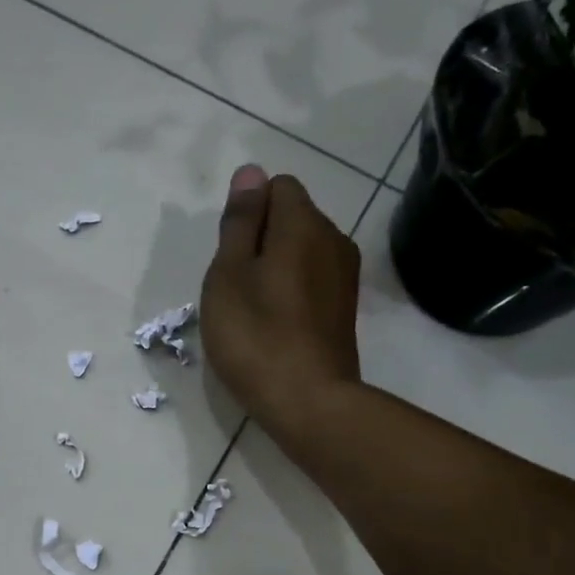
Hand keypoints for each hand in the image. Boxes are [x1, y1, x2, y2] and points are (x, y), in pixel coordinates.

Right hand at [200, 165, 361, 441]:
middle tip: (236, 287)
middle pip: (292, 218)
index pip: (277, 186)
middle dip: (261, 240)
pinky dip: (291, 291)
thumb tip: (251, 173)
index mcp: (304, 224)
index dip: (249, 213)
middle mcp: (334, 239)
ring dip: (275, 268)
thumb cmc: (256, 335)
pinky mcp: (345, 308)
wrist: (308, 401)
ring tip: (253, 310)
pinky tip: (276, 326)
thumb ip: (241, 222)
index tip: (232, 255)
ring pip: (302, 251)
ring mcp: (345, 276)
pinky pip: (312, 280)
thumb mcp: (229, 274)